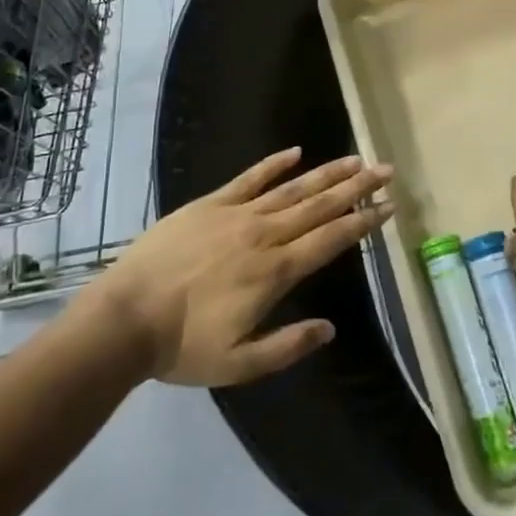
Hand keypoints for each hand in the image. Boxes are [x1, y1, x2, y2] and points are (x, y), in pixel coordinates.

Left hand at [99, 149, 392, 386]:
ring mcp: (238, 213)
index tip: (388, 207)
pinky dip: (274, 163)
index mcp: (275, 271)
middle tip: (385, 170)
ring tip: (354, 158)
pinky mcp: (212, 203)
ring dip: (326, 173)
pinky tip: (295, 151)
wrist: (127, 316)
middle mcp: (265, 234)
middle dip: (356, 186)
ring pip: (292, 188)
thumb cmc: (183, 346)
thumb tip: (330, 327)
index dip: (362, 222)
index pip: (330, 239)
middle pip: (320, 205)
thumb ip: (287, 345)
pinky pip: (250, 178)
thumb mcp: (239, 364)